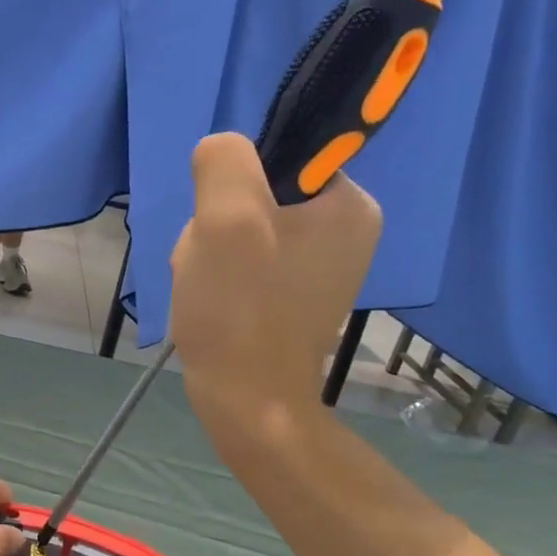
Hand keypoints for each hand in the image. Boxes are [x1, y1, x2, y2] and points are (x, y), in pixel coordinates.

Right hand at [170, 133, 380, 450]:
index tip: (223, 228)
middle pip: (256, 195)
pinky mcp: (293, 294)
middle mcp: (346, 230)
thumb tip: (220, 153)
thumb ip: (224, 161)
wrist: (248, 402)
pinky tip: (211, 299)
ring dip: (211, 251)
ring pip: (244, 229)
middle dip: (218, 225)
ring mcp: (320, 266)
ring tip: (207, 286)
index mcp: (349, 204)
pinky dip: (219, 275)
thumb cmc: (241, 309)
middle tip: (211, 263)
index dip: (234, 186)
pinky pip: (246, 261)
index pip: (279, 157)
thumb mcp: (226, 218)